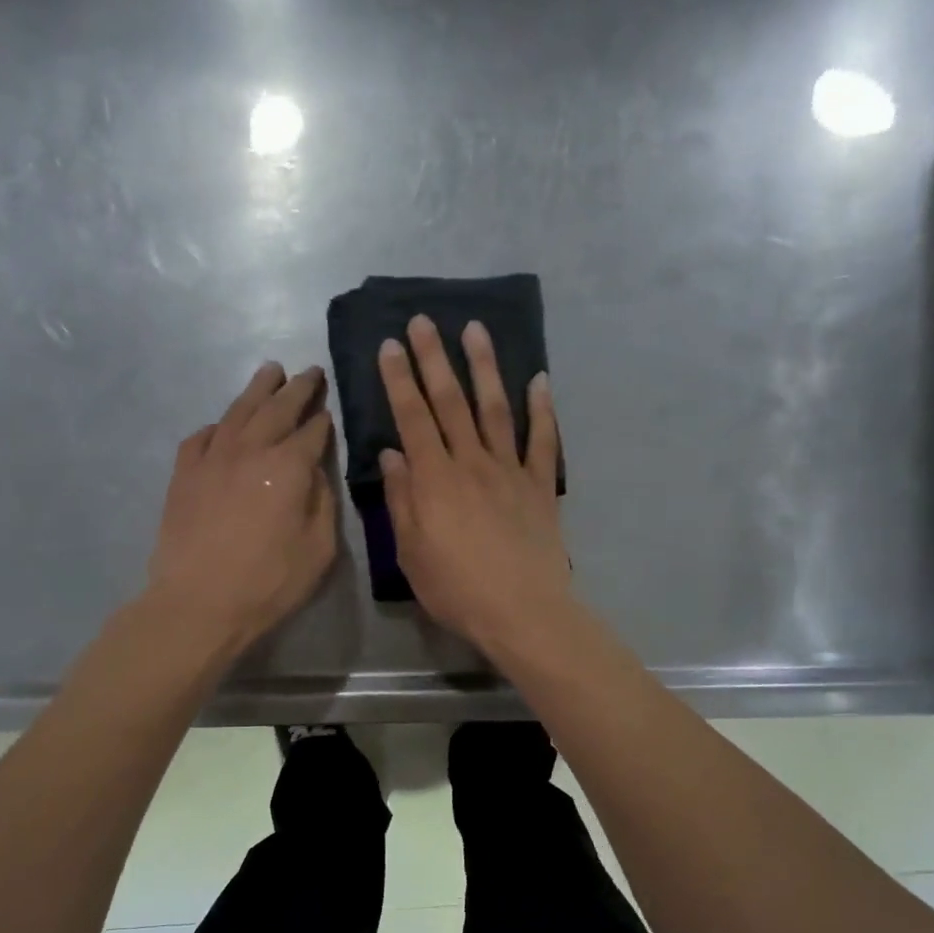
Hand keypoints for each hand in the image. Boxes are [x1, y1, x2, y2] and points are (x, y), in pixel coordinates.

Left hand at [146, 362, 336, 651]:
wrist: (198, 602)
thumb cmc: (269, 582)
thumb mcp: (319, 549)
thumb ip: (321, 502)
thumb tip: (313, 471)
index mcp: (288, 466)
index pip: (312, 432)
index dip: (323, 420)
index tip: (329, 409)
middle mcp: (250, 450)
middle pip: (277, 408)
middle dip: (297, 388)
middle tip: (309, 372)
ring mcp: (212, 458)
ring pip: (238, 412)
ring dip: (257, 389)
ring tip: (270, 371)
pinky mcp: (184, 474)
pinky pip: (201, 437)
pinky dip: (216, 426)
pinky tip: (221, 427)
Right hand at [378, 315, 571, 652]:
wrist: (522, 611)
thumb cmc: (457, 589)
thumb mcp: (411, 553)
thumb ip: (401, 500)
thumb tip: (392, 454)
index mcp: (434, 480)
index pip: (412, 418)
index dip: (400, 380)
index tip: (391, 345)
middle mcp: (471, 463)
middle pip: (451, 402)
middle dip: (434, 359)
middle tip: (424, 320)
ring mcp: (510, 471)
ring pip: (495, 409)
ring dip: (484, 367)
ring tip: (475, 329)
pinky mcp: (540, 486)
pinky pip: (542, 440)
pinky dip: (542, 409)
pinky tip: (539, 380)